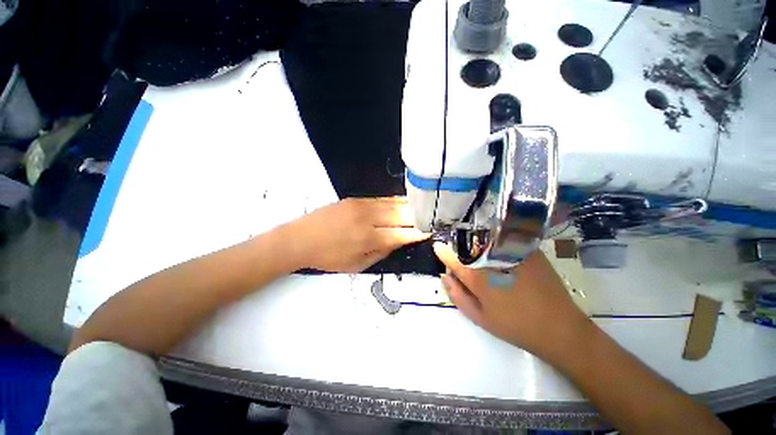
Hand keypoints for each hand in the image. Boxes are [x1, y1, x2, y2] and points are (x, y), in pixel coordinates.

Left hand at [284, 197, 428, 272]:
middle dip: (418, 217)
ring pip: (393, 203)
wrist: (301, 239)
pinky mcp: (355, 199)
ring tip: (422, 207)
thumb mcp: (357, 265)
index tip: (430, 232)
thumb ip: (381, 252)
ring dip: (409, 206)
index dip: (418, 233)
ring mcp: (362, 205)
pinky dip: (395, 201)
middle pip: (401, 215)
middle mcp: (368, 219)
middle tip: (430, 217)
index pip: (402, 234)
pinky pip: (381, 199)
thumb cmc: (329, 258)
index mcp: (368, 239)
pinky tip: (403, 201)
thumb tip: (400, 240)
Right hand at [434, 242, 593, 360]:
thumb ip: (457, 295)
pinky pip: (505, 240)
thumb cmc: (514, 326)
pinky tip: (500, 252)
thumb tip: (444, 275)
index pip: (453, 259)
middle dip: (460, 248)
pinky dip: (496, 242)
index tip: (437, 246)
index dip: (443, 252)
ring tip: (481, 253)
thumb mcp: (479, 317)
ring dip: (477, 243)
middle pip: (468, 246)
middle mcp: (491, 261)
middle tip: (462, 256)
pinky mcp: (528, 250)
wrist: (559, 327)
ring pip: (485, 240)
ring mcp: (511, 253)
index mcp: (478, 278)